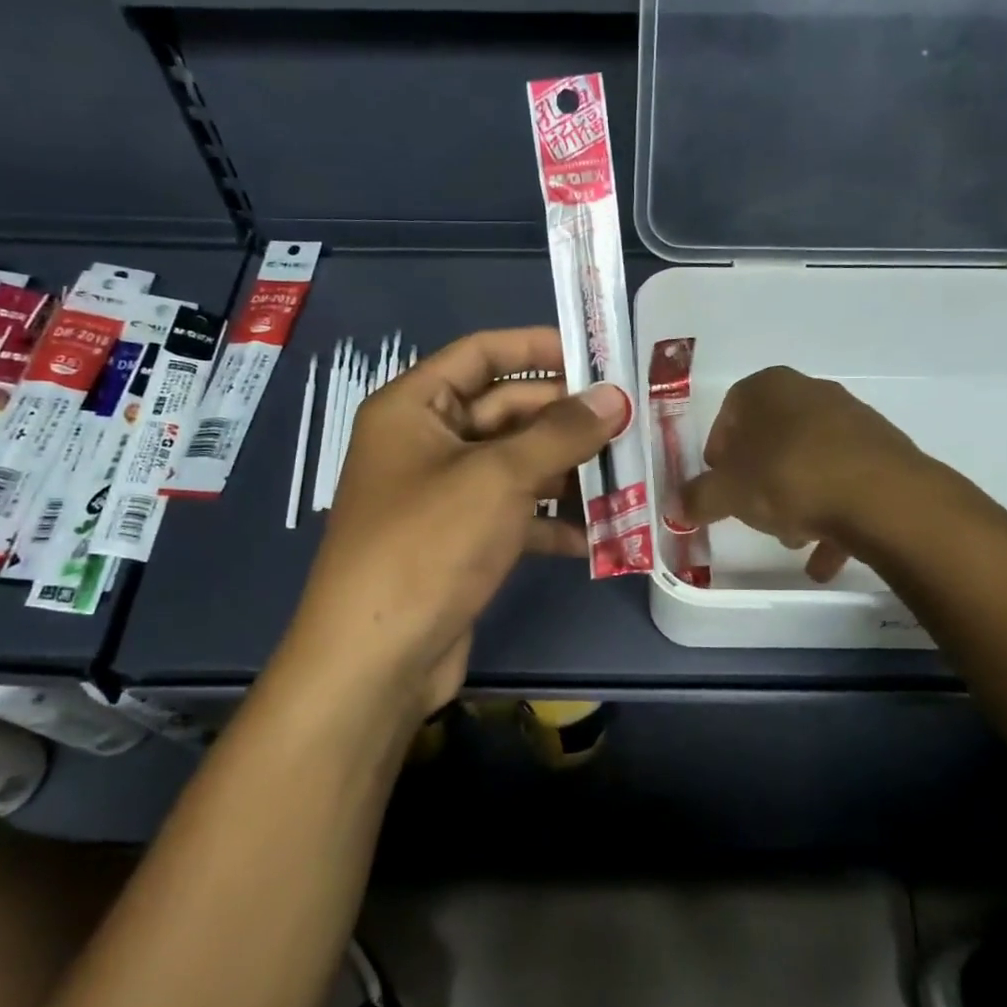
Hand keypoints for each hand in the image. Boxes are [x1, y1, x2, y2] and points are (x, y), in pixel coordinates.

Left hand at [283, 327, 627, 718]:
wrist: (376, 659)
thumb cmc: (428, 544)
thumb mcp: (499, 477)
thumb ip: (560, 432)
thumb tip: (614, 396)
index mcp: (414, 407)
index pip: (482, 354)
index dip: (539, 347)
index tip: (598, 356)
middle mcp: (425, 443)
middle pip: (505, 411)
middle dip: (566, 418)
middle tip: (630, 421)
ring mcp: (442, 496)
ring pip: (515, 466)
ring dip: (566, 472)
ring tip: (628, 474)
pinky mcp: (458, 542)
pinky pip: (513, 515)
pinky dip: (550, 522)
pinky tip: (598, 535)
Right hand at [683, 366, 932, 582]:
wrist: (883, 499)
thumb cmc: (789, 478)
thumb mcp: (728, 494)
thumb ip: (698, 499)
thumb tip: (675, 506)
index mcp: (769, 388)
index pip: (731, 410)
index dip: (719, 450)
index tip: (719, 484)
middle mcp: (812, 393)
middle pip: (772, 437)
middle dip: (758, 479)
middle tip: (752, 512)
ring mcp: (853, 421)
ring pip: (810, 461)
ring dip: (795, 501)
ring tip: (792, 538)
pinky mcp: (883, 453)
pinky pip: (845, 483)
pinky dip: (832, 517)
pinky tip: (824, 557)